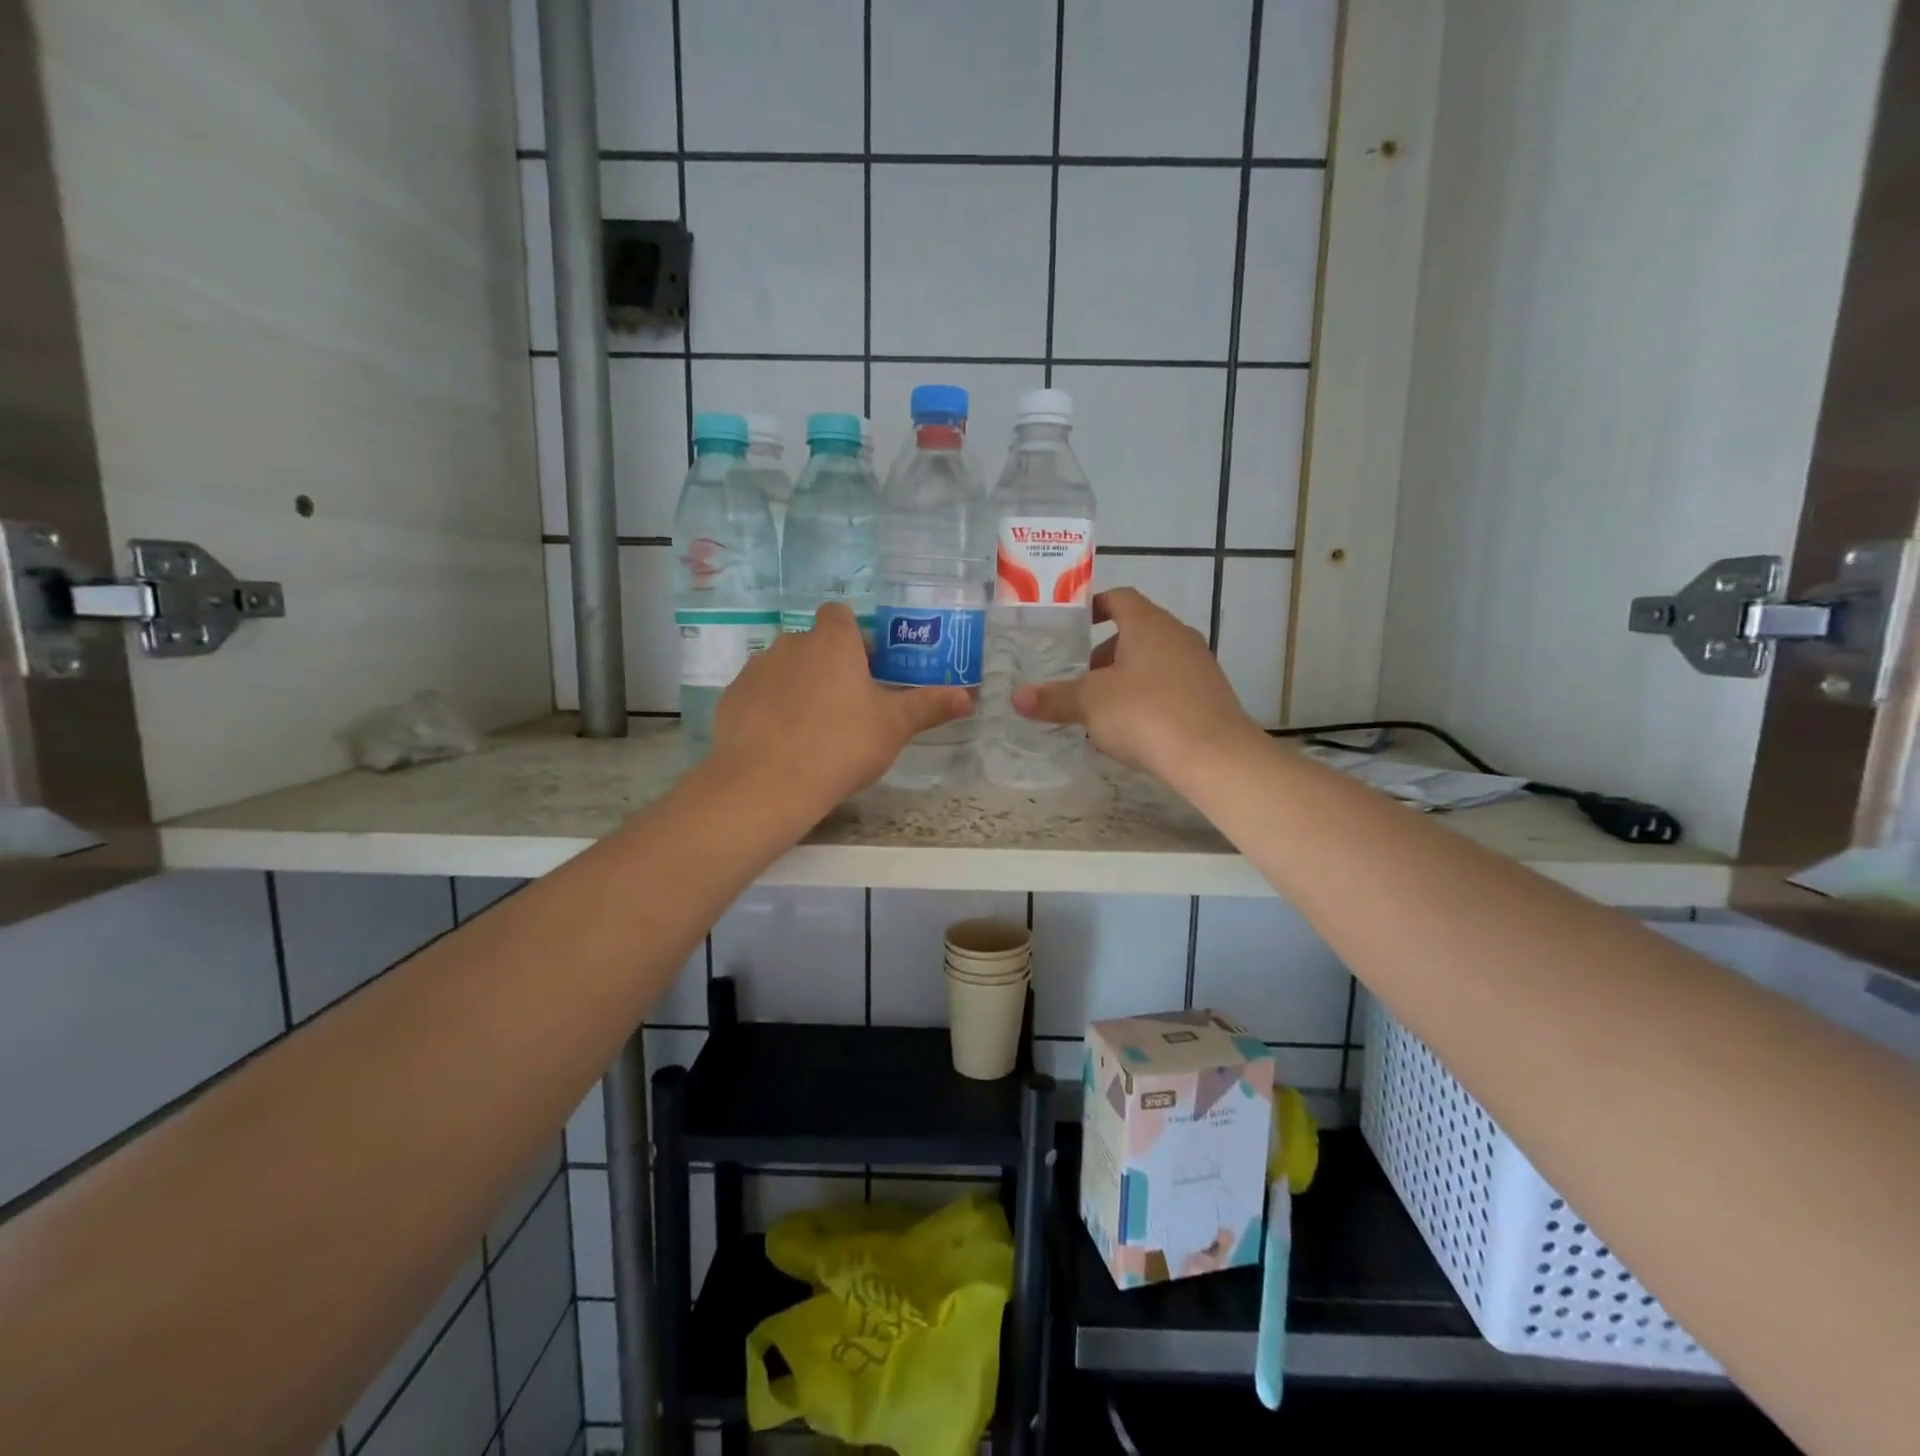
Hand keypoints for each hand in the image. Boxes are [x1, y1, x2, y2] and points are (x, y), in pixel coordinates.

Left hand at [710, 603, 969, 808]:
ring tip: (812, 729)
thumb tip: (968, 696)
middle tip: (847, 706)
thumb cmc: (841, 744)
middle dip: (828, 666)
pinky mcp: (732, 698)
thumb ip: (928, 706)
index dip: (854, 637)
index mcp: (833, 642)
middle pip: (813, 643)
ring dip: (798, 686)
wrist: (767, 783)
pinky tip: (780, 743)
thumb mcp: (893, 727)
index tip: (866, 668)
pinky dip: (769, 709)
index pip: (840, 615)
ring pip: (783, 668)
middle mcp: (791, 644)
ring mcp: (756, 669)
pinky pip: (758, 695)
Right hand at [1011, 587, 1258, 776]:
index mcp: (1148, 624)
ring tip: (1100, 710)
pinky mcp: (1210, 696)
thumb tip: (1016, 698)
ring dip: (1125, 679)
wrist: (1214, 755)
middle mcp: (1177, 636)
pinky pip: (1170, 687)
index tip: (1074, 626)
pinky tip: (1132, 730)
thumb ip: (1054, 698)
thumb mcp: (1090, 704)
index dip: (1094, 607)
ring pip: (1153, 662)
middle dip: (1104, 654)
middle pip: (1135, 633)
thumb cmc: (1146, 713)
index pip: (1119, 599)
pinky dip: (1148, 699)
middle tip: (1079, 679)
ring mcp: (1199, 666)